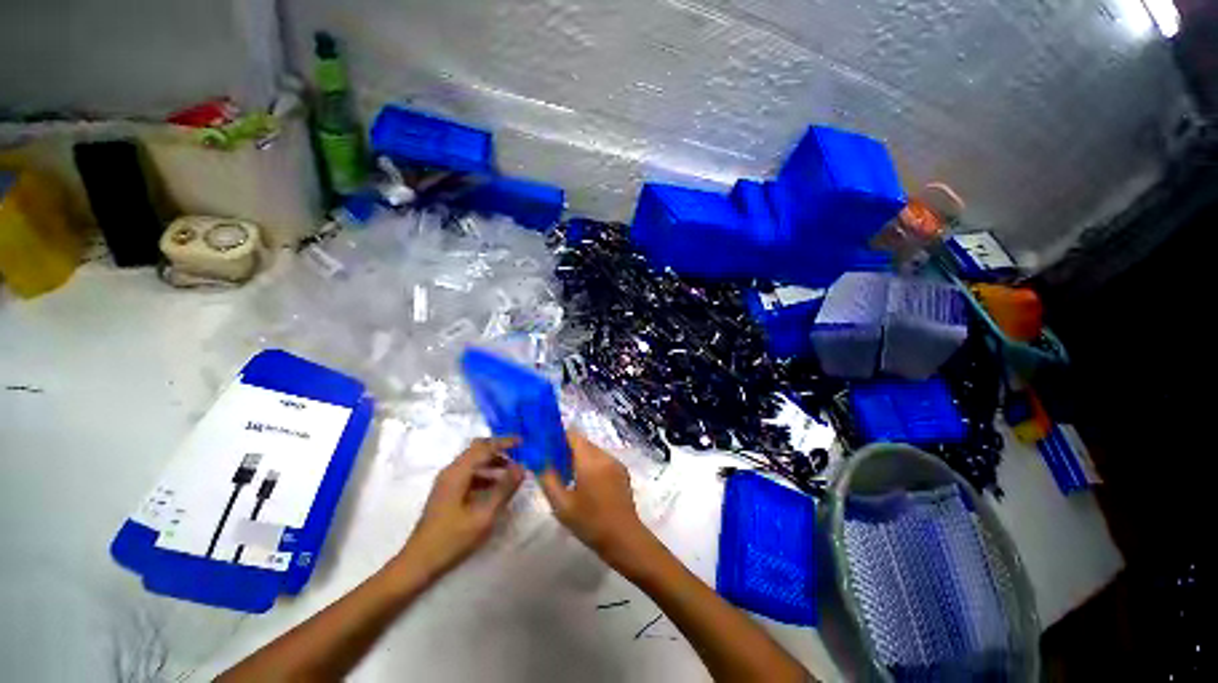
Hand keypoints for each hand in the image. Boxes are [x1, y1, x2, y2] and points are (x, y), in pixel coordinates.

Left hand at [392, 437, 524, 582]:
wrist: (418, 563)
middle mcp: (451, 471)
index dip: (505, 442)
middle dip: (499, 449)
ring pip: (473, 461)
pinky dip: (485, 474)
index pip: (485, 447)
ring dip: (493, 462)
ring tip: (512, 473)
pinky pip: (469, 473)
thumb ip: (504, 489)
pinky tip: (496, 487)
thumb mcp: (484, 515)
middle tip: (518, 455)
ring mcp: (447, 482)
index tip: (523, 442)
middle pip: (477, 449)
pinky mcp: (447, 492)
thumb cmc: (452, 539)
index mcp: (458, 473)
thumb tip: (522, 467)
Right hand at [539, 431, 654, 568]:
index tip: (545, 447)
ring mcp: (616, 463)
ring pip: (592, 451)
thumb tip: (538, 461)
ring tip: (566, 476)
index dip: (558, 437)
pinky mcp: (622, 472)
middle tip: (552, 464)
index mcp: (590, 460)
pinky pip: (602, 460)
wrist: (624, 538)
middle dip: (567, 449)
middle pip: (583, 443)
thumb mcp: (562, 504)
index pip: (573, 436)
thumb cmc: (590, 522)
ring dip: (579, 457)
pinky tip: (584, 484)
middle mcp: (604, 456)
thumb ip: (548, 479)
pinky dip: (591, 464)